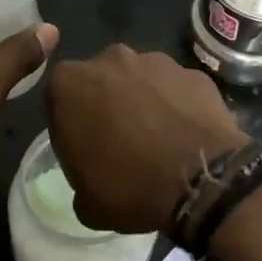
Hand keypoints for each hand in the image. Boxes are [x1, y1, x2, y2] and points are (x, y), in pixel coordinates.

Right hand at [45, 46, 248, 233]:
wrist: (202, 182)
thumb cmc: (130, 187)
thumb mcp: (85, 201)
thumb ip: (79, 175)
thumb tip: (93, 174)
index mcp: (69, 84)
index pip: (60, 100)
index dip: (71, 126)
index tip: (85, 150)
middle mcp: (110, 59)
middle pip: (101, 81)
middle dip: (107, 104)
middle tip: (121, 142)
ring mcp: (157, 61)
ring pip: (141, 80)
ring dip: (144, 101)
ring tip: (158, 139)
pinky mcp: (193, 72)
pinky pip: (176, 89)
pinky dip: (177, 106)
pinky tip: (185, 135)